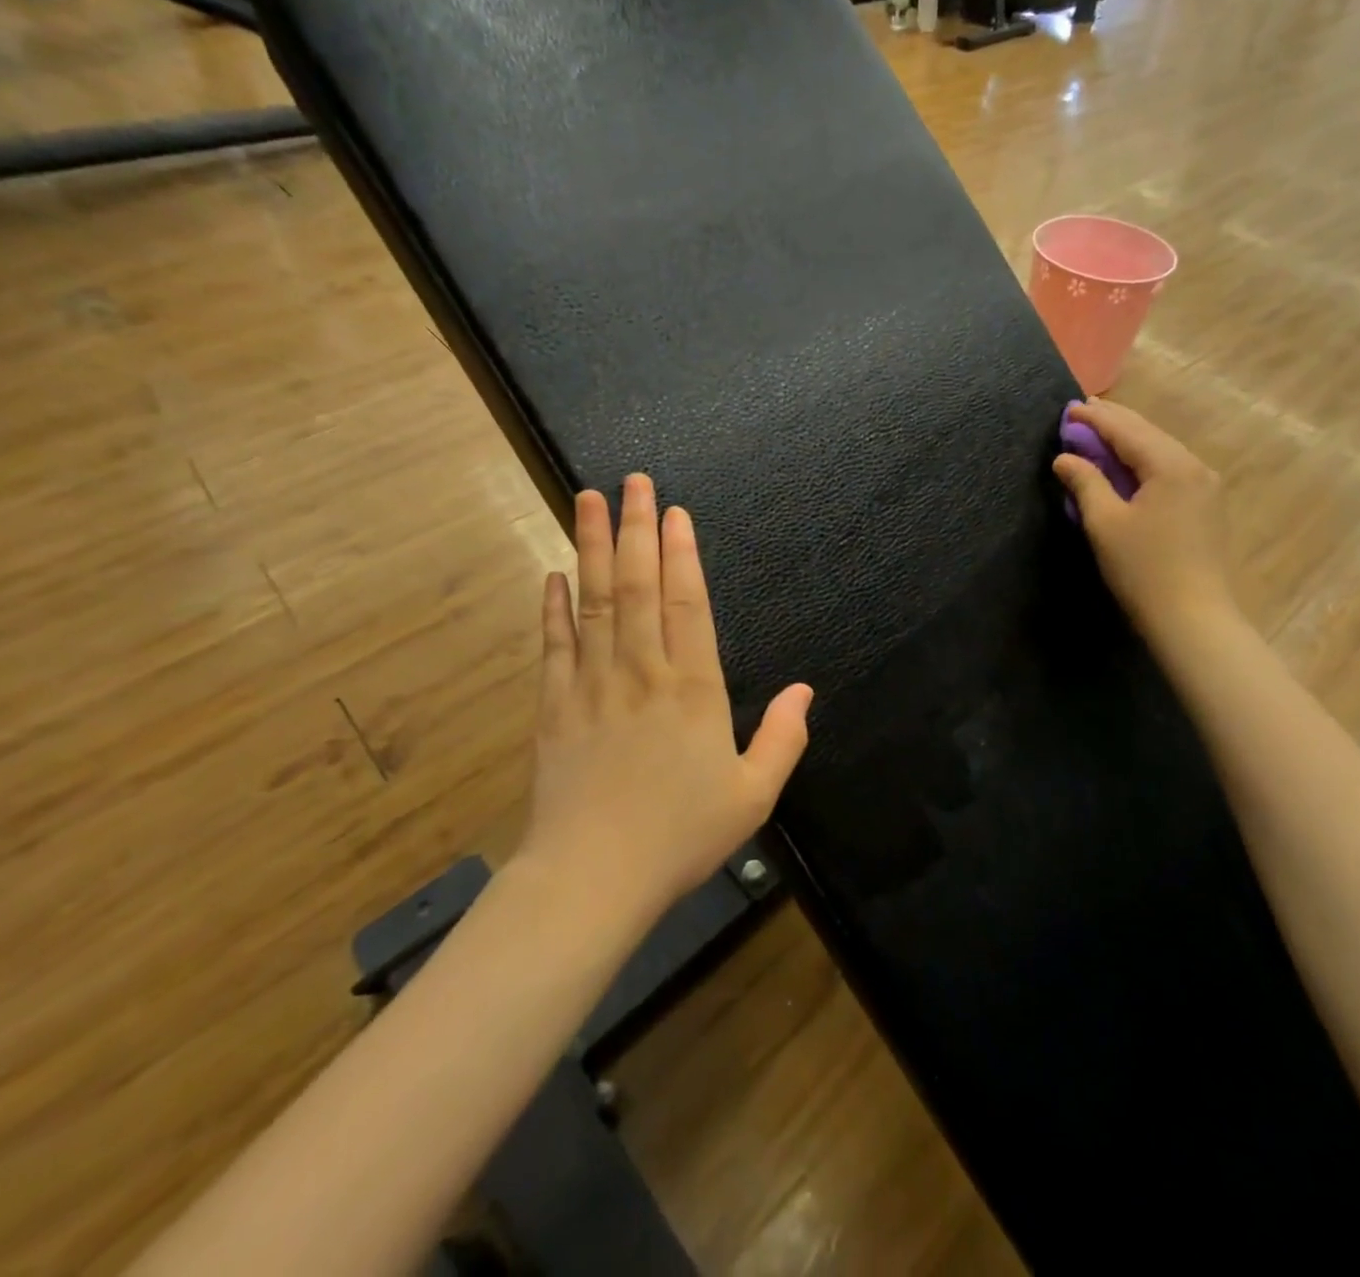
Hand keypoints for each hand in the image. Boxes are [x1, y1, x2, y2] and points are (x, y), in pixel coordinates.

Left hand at [518, 475, 812, 920]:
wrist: (593, 878)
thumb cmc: (680, 836)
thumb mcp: (754, 796)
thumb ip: (783, 738)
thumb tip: (806, 689)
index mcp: (693, 689)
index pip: (687, 603)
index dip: (681, 554)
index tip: (673, 512)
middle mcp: (642, 671)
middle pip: (636, 585)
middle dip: (634, 529)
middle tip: (629, 481)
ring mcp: (592, 684)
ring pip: (593, 602)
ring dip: (590, 547)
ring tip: (585, 500)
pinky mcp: (554, 707)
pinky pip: (554, 645)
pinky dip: (553, 608)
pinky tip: (553, 576)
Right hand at [1052, 400, 1238, 645]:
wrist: (1193, 618)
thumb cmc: (1143, 569)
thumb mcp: (1105, 524)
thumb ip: (1085, 483)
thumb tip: (1065, 458)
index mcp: (1170, 465)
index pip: (1126, 429)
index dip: (1095, 418)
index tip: (1067, 407)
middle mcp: (1194, 466)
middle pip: (1148, 433)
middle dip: (1114, 423)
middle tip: (1082, 413)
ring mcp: (1205, 486)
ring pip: (1161, 450)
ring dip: (1129, 441)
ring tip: (1100, 434)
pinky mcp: (1205, 506)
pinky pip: (1169, 469)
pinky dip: (1143, 461)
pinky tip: (1127, 465)